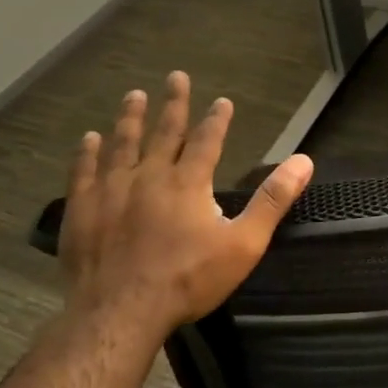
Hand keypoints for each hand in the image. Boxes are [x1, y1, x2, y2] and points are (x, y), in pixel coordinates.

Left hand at [59, 72, 312, 344]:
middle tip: (176, 76)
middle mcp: (149, 175)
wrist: (121, 311)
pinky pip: (84, 171)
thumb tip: (304, 161)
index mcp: (188, 182)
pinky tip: (88, 139)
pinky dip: (87, 153)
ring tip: (133, 95)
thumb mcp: (243, 244)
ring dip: (130, 118)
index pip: (207, 140)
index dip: (217, 119)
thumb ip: (272, 200)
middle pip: (165, 132)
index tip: (222, 101)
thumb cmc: (188, 280)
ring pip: (122, 143)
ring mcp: (111, 190)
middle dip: (174, 104)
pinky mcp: (83, 209)